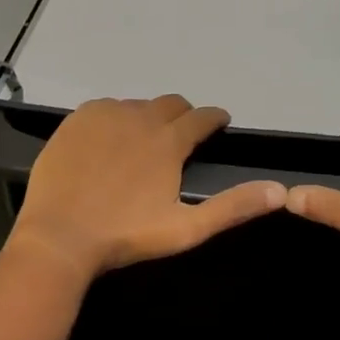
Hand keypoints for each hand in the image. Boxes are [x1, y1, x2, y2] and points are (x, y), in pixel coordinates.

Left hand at [6, 96, 285, 283]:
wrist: (59, 236)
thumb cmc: (125, 236)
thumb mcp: (186, 229)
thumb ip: (233, 207)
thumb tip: (280, 191)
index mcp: (169, 141)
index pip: (202, 117)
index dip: (215, 119)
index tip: (219, 123)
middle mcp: (140, 117)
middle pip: (171, 103)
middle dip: (183, 115)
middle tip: (182, 135)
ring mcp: (105, 114)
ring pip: (138, 105)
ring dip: (148, 117)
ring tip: (143, 142)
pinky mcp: (77, 118)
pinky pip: (105, 107)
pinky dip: (115, 118)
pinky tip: (108, 140)